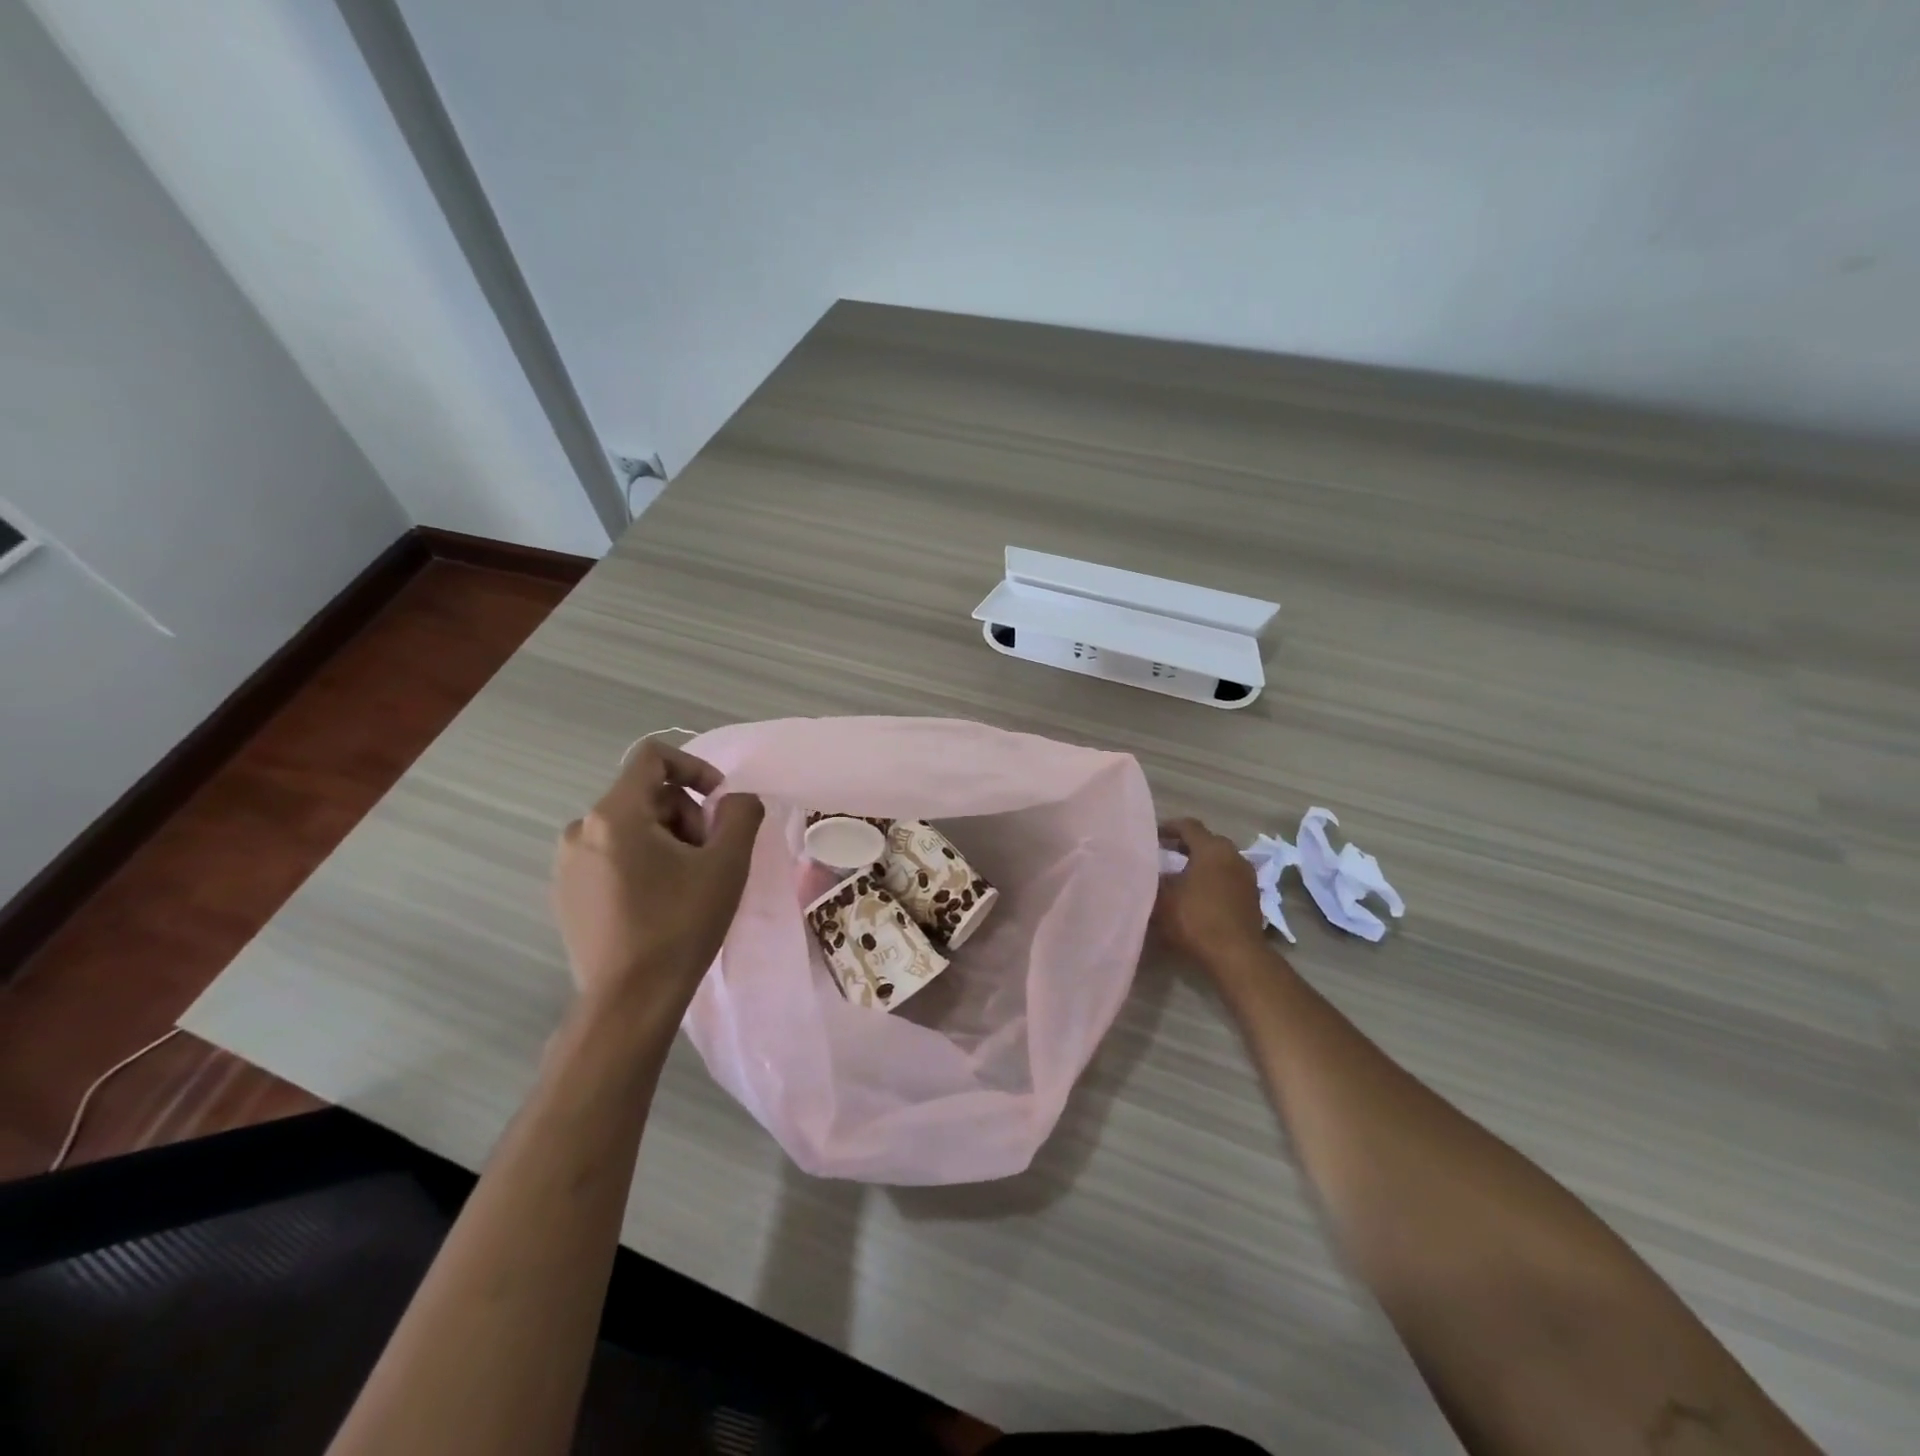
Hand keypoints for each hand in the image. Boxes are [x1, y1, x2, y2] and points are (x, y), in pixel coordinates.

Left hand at [551, 740, 763, 1011]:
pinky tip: (661, 901)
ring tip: (689, 883)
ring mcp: (567, 863)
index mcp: (614, 814)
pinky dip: (642, 862)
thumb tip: (736, 800)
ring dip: (668, 841)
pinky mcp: (566, 893)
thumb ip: (740, 814)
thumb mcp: (727, 864)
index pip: (653, 758)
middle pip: (647, 796)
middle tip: (712, 857)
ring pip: (631, 827)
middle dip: (687, 816)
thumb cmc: (680, 926)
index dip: (695, 767)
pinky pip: (612, 856)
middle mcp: (581, 829)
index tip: (720, 802)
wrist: (630, 1002)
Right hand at [1154, 817, 1268, 973]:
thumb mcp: (1163, 898)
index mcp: (1212, 848)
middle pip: (1206, 841)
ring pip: (1219, 860)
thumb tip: (1149, 871)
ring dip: (1200, 864)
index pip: (1188, 826)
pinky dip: (1212, 879)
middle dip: (1185, 845)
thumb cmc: (1195, 919)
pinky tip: (1198, 895)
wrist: (1236, 955)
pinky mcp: (1252, 897)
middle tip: (1164, 854)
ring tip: (1180, 876)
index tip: (1153, 836)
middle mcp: (1233, 855)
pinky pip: (1228, 878)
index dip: (1168, 827)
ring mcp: (1246, 876)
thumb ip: (1154, 879)